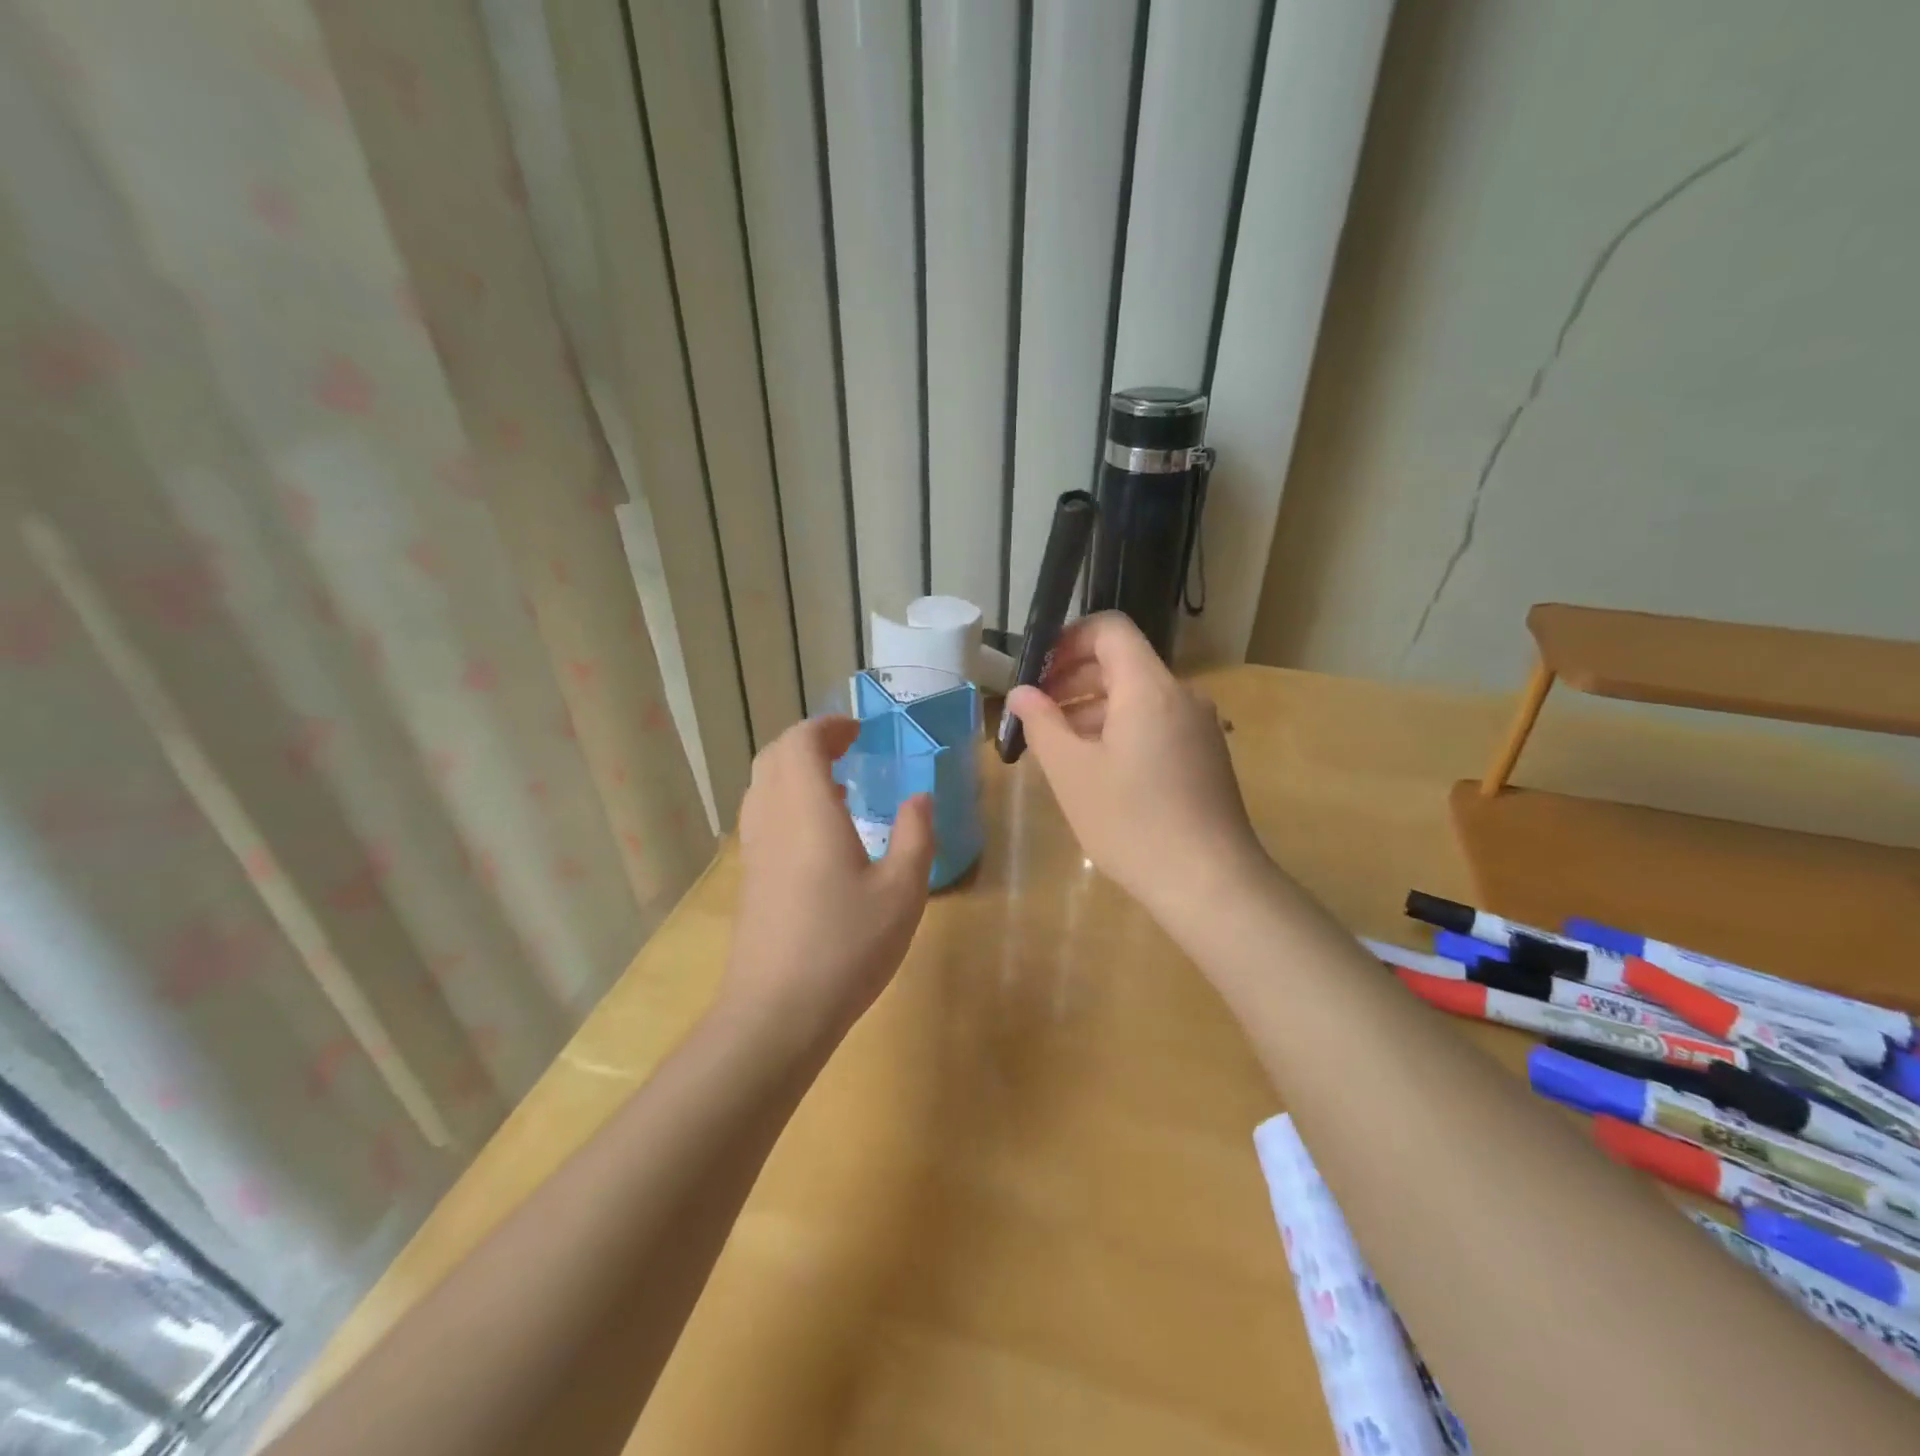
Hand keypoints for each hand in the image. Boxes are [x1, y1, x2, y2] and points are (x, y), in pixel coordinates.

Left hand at [721, 716, 935, 1047]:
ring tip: (840, 789)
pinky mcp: (750, 879)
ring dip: (796, 772)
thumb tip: (920, 797)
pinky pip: (762, 816)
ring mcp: (754, 850)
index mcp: (805, 809)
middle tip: (849, 750)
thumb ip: (916, 835)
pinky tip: (822, 836)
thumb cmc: (846, 945)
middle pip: (774, 757)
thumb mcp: (902, 890)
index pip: (800, 742)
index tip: (859, 731)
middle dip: (810, 743)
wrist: (776, 1013)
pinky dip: (788, 802)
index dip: (827, 727)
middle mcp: (770, 818)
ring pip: (763, 787)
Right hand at [1007, 613, 1268, 922]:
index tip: (1036, 672)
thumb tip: (1021, 693)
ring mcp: (1198, 726)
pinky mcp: (1206, 755)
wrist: (1210, 882)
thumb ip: (1041, 723)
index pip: (1110, 629)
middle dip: (1074, 678)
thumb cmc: (1131, 822)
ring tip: (1058, 744)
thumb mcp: (1071, 772)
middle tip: (1036, 712)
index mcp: (1148, 688)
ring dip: (1093, 707)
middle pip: (1122, 663)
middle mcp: (1181, 695)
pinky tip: (1097, 768)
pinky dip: (1120, 729)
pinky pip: (1156, 723)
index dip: (1068, 639)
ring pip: (1138, 696)